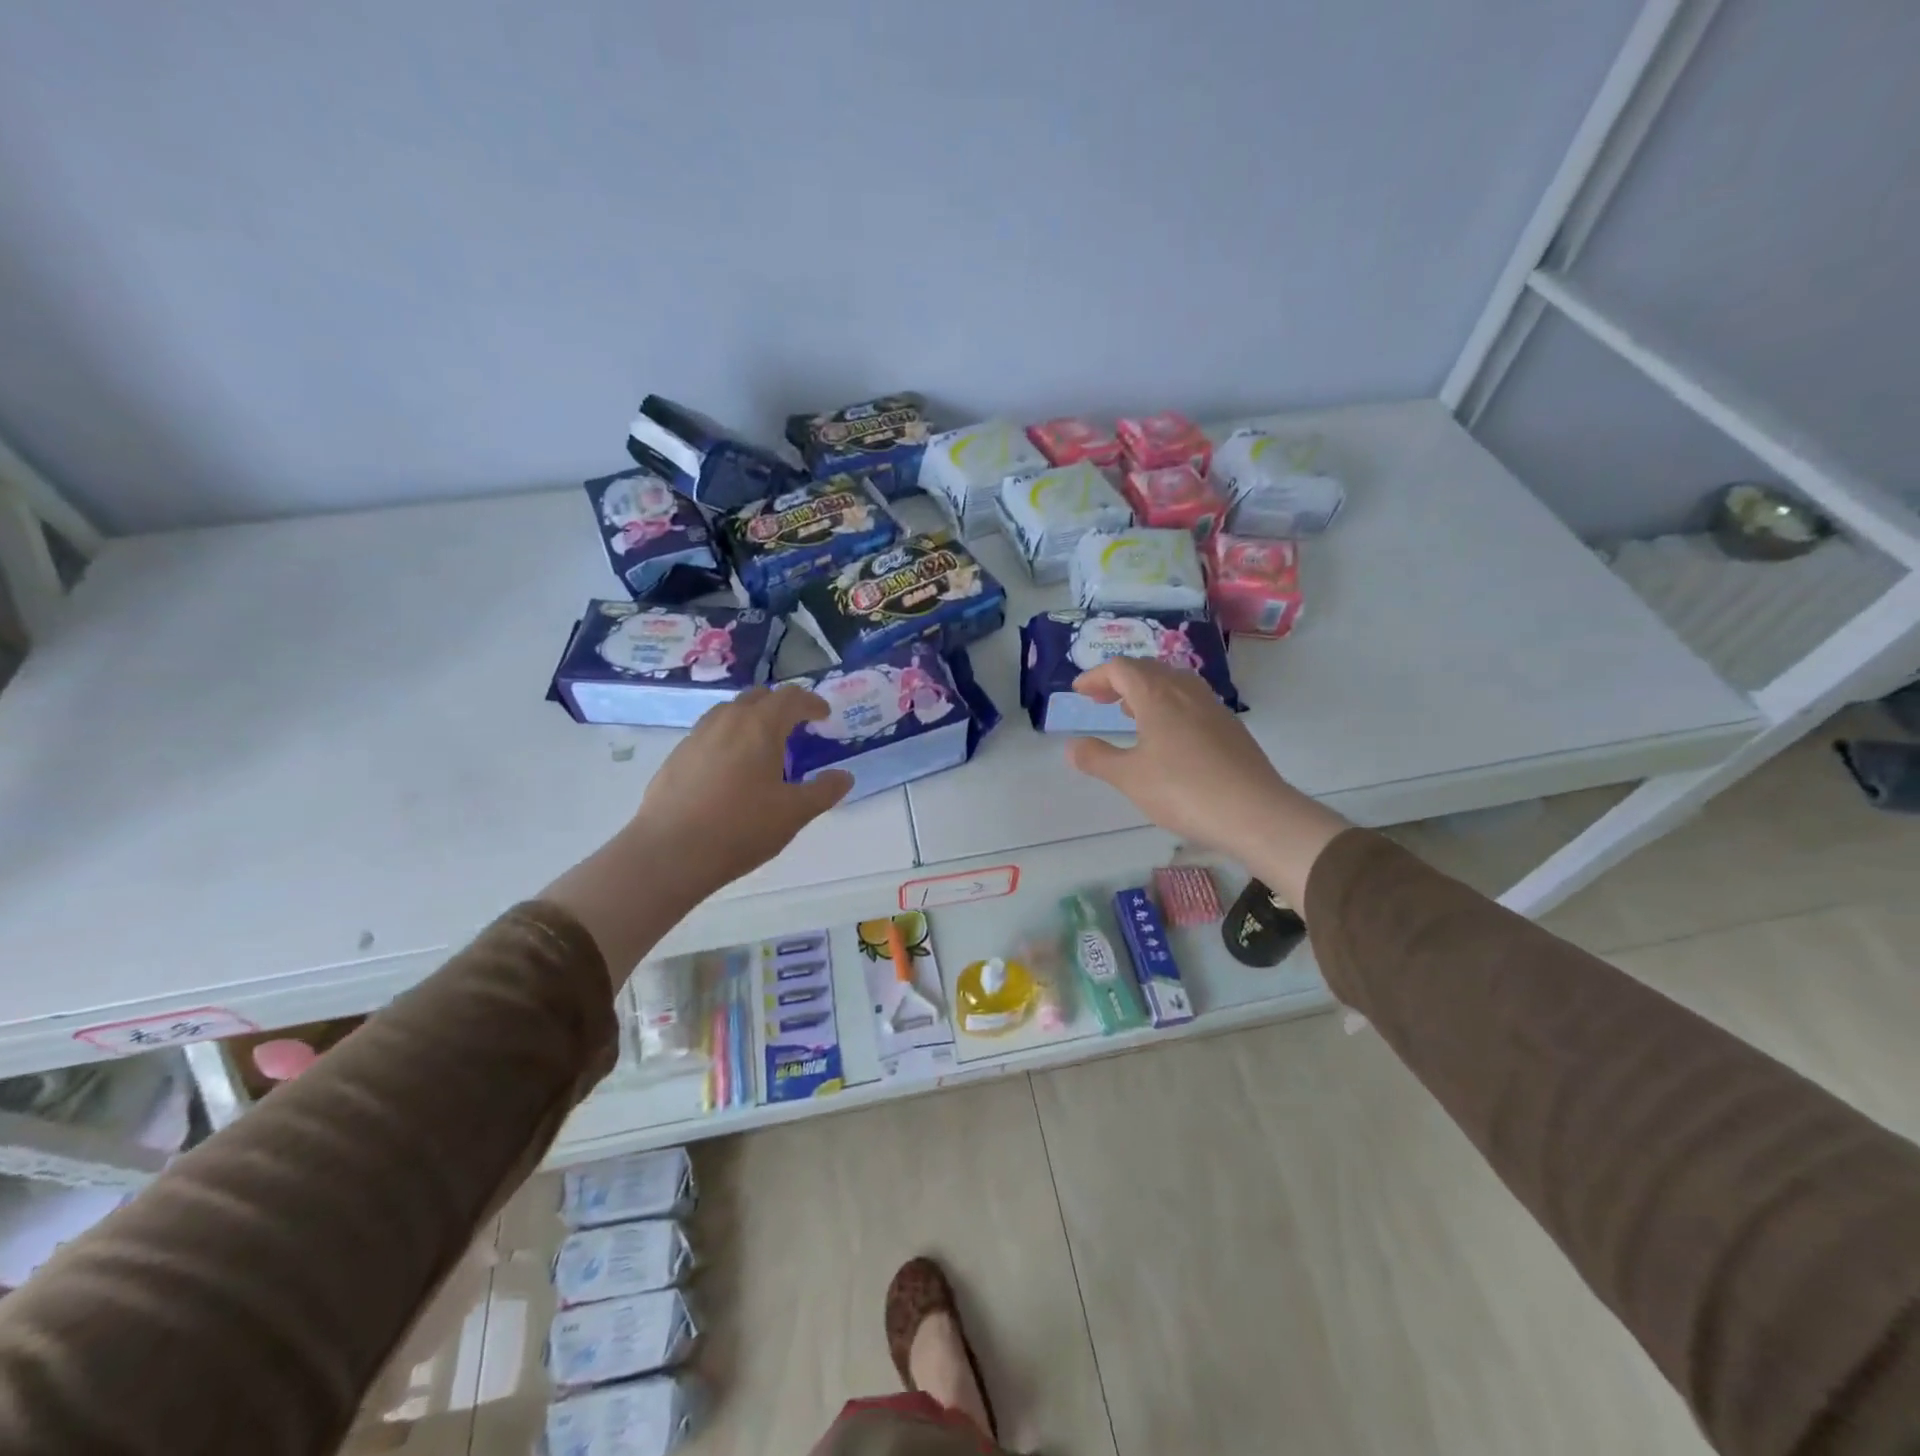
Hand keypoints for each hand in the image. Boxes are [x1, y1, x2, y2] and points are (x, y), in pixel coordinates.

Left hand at [544, 686, 852, 979]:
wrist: (670, 853)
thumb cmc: (741, 828)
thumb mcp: (794, 813)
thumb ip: (824, 791)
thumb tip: (844, 776)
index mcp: (761, 726)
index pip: (791, 698)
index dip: (812, 703)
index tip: (823, 715)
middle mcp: (727, 720)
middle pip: (758, 697)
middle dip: (781, 706)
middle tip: (796, 727)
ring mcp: (696, 736)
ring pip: (729, 712)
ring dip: (751, 719)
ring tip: (762, 746)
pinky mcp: (676, 757)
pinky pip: (709, 733)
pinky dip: (728, 738)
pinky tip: (730, 769)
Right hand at [1063, 658, 1347, 906]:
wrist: (1255, 812)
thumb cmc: (1184, 791)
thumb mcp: (1129, 778)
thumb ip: (1097, 759)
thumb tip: (1073, 746)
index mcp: (1157, 696)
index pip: (1121, 668)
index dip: (1096, 676)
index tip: (1079, 691)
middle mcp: (1185, 692)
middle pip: (1148, 669)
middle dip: (1119, 680)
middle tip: (1100, 699)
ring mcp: (1212, 707)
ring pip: (1173, 682)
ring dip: (1146, 690)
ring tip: (1130, 712)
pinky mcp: (1230, 727)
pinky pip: (1191, 700)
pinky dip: (1169, 704)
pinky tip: (1167, 734)